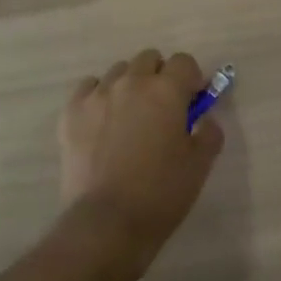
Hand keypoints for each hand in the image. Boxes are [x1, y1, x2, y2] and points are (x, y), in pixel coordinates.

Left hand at [58, 50, 222, 277]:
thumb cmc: (160, 194)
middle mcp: (130, 82)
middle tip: (163, 108)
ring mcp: (97, 94)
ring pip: (118, 72)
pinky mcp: (71, 111)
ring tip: (130, 116)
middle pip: (148, 59)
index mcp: (165, 91)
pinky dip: (99, 96)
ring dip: (130, 85)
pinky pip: (89, 87)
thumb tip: (203, 118)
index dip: (191, 79)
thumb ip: (208, 132)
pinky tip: (103, 121)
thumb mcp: (199, 165)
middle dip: (160, 75)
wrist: (107, 221)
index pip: (183, 61)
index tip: (192, 101)